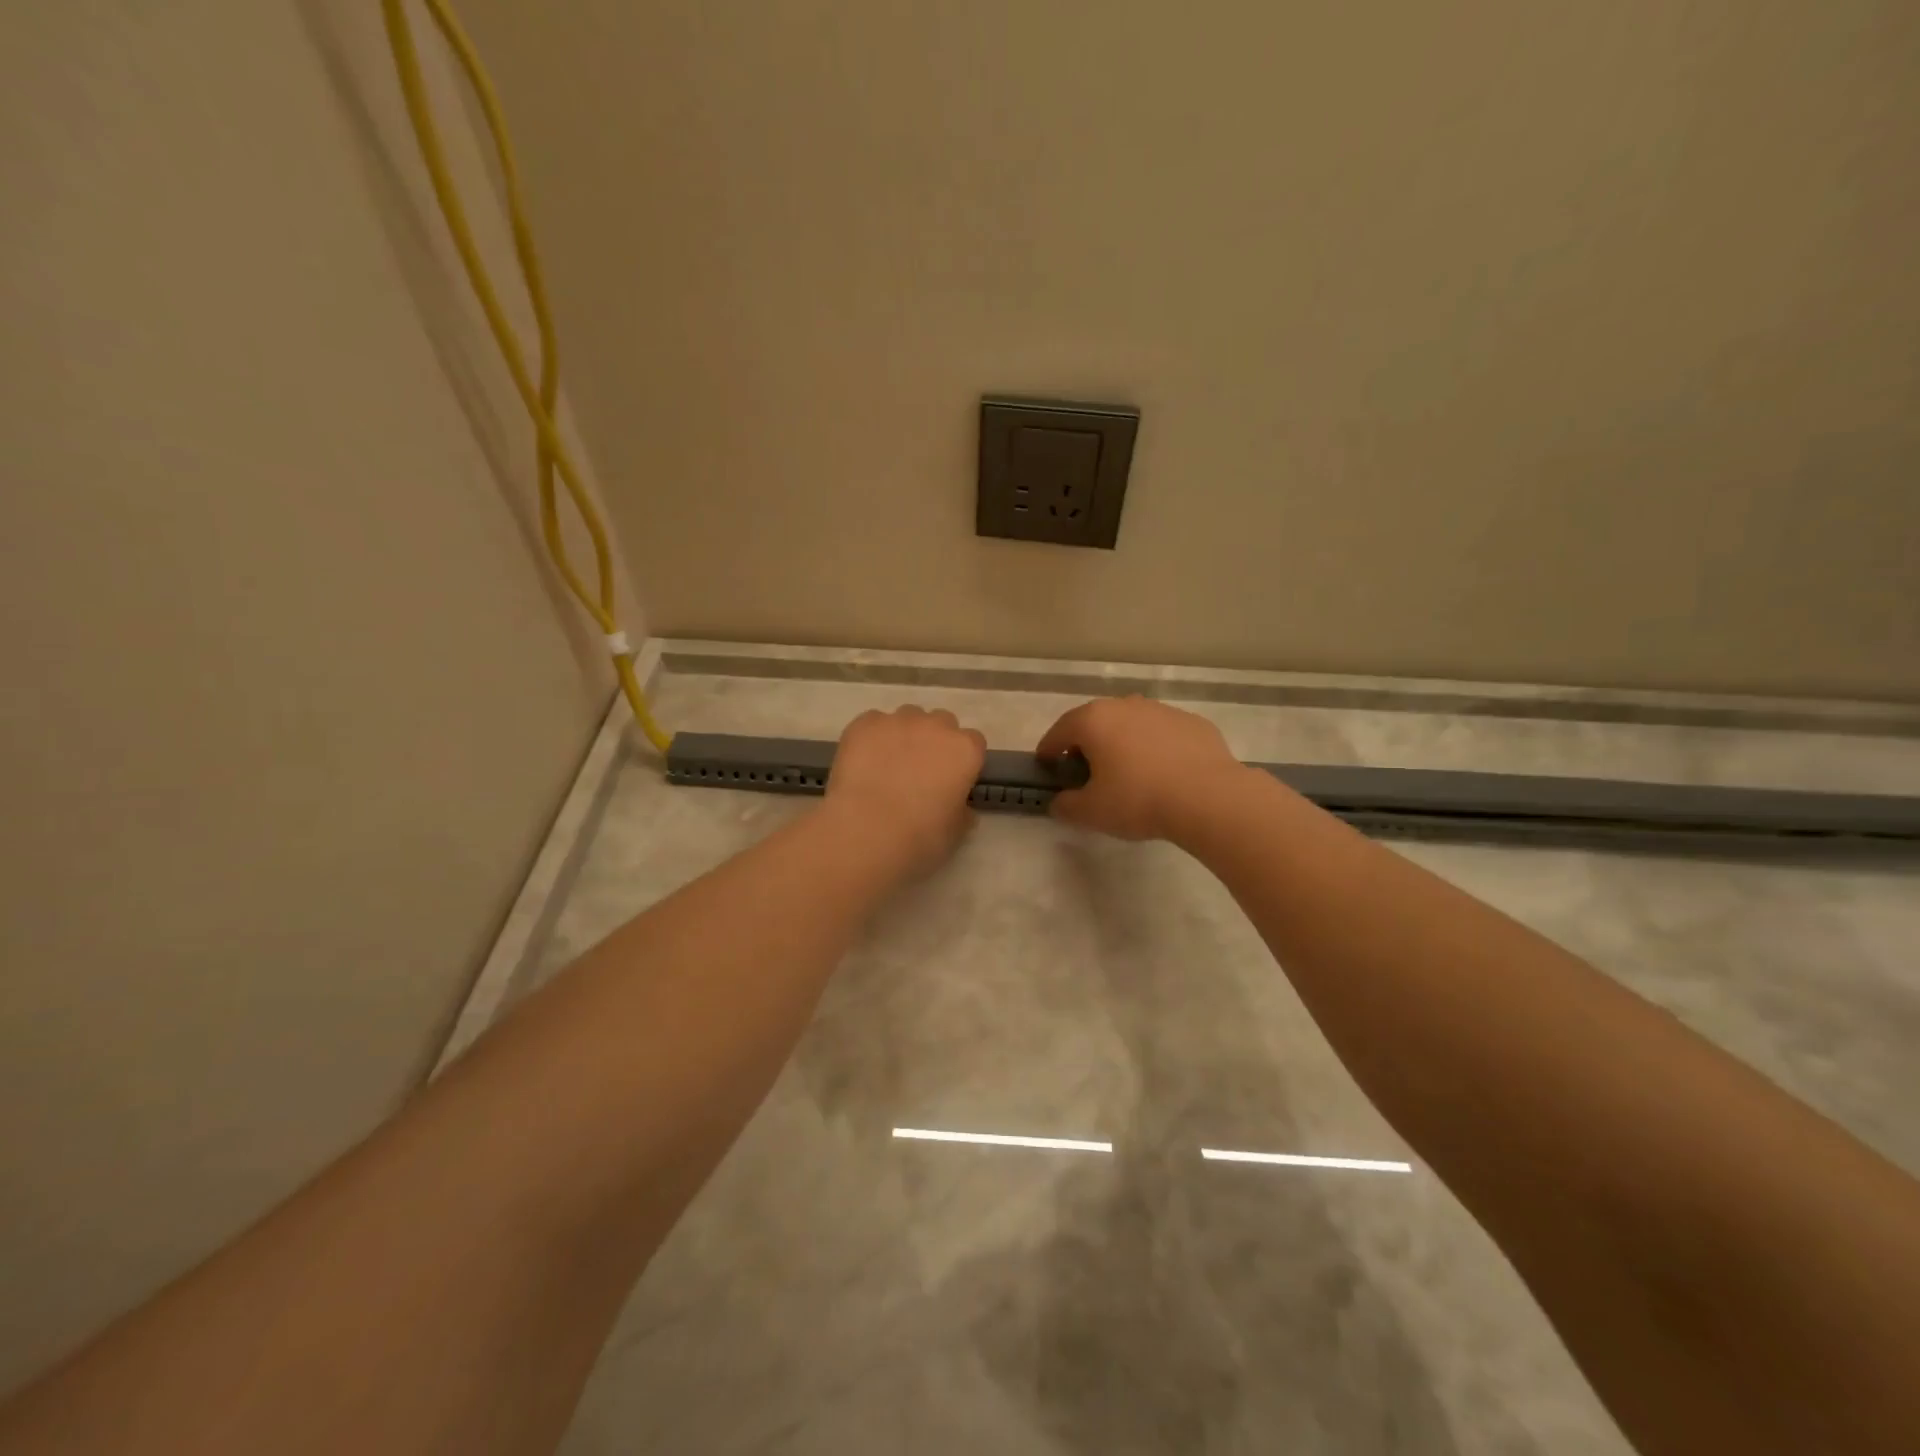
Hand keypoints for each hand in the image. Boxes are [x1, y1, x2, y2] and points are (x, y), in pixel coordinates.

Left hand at [824, 706, 987, 874]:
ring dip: (903, 735)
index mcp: (965, 750)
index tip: (951, 778)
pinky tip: (862, 763)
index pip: (973, 742)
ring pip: (907, 718)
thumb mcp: (955, 831)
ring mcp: (898, 720)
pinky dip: (871, 738)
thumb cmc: (920, 836)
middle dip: (934, 740)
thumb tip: (961, 808)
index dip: (961, 759)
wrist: (866, 830)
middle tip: (919, 770)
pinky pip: (873, 723)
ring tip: (887, 765)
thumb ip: (962, 812)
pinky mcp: (864, 723)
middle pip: (941, 722)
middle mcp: (935, 726)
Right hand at [1036, 696, 1245, 841]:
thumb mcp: (1091, 812)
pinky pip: (1162, 734)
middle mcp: (1125, 705)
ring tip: (1126, 772)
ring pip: (1131, 724)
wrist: (1208, 797)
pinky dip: (1155, 748)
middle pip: (1095, 722)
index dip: (1048, 749)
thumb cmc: (1138, 800)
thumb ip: (1066, 805)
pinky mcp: (1192, 723)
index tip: (1045, 765)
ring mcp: (1162, 710)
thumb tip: (1060, 801)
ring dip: (1122, 743)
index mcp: (1093, 720)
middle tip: (1085, 770)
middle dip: (1086, 744)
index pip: (1059, 731)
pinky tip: (1163, 773)